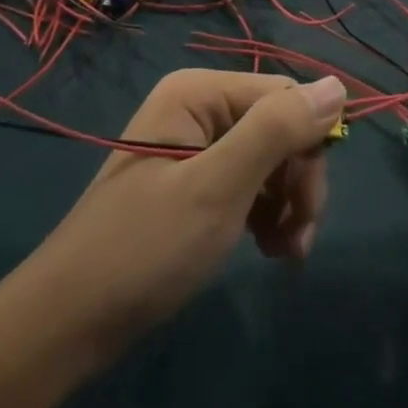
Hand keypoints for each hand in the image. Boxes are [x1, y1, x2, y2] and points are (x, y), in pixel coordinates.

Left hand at [21, 70, 346, 361]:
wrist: (69, 321)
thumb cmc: (145, 249)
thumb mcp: (218, 188)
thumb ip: (276, 131)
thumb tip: (337, 85)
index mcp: (198, 91)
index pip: (283, 95)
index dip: (308, 146)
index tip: (309, 211)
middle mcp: (197, 105)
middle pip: (277, 125)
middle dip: (297, 181)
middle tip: (298, 241)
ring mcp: (192, 143)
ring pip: (267, 156)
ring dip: (286, 202)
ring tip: (285, 254)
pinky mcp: (191, 179)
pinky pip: (246, 180)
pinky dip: (265, 212)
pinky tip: (268, 248)